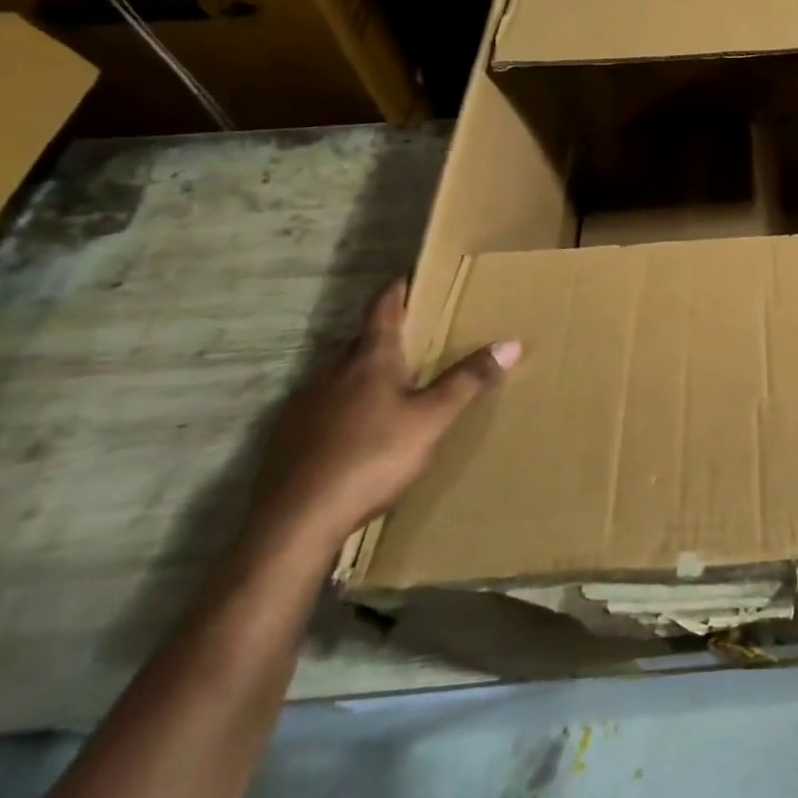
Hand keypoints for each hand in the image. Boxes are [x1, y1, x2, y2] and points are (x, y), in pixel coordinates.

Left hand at [246, 280, 520, 557]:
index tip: (406, 277)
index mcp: (370, 360)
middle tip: (410, 335)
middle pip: (360, 341)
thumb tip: (512, 341)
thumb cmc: (372, 458)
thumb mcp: (432, 420)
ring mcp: (304, 403)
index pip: (384, 311)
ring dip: (360, 371)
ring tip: (386, 384)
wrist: (295, 520)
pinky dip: (340, 405)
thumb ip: (468, 381)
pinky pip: (321, 406)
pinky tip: (351, 429)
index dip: (396, 292)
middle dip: (383, 334)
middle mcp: (333, 371)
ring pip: (338, 375)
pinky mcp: (286, 436)